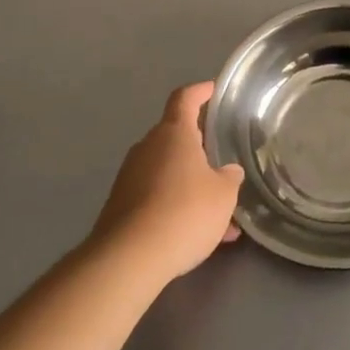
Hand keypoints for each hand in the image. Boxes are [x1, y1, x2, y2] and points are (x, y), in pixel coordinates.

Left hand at [89, 82, 244, 284]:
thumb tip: (228, 172)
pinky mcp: (120, 208)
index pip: (185, 99)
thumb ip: (229, 178)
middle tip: (222, 159)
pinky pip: (156, 198)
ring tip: (219, 212)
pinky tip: (198, 237)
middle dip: (198, 148)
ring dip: (190, 184)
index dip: (200, 92)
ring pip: (168, 172)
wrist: (128, 260)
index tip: (212, 89)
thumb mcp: (223, 195)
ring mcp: (130, 178)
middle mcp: (148, 148)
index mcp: (174, 134)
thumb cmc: (184, 212)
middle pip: (175, 137)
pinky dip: (176, 208)